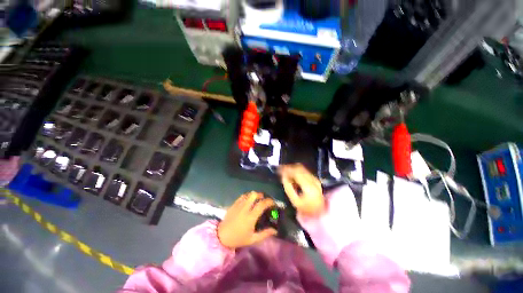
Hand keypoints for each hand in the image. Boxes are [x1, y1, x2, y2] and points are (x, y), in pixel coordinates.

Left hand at [217, 192, 276, 248]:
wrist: (221, 237)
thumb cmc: (238, 239)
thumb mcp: (252, 239)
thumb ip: (264, 234)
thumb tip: (275, 230)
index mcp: (250, 217)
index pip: (262, 204)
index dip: (269, 201)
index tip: (273, 203)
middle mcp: (245, 208)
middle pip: (254, 195)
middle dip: (261, 195)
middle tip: (264, 200)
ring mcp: (238, 205)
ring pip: (248, 194)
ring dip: (254, 195)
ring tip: (257, 200)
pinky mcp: (233, 204)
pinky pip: (242, 196)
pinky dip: (247, 196)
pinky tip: (248, 201)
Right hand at [279, 164, 324, 216]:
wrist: (320, 212)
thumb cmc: (306, 208)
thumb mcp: (295, 201)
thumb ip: (288, 188)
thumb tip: (283, 177)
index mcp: (308, 186)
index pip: (296, 172)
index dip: (287, 169)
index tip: (280, 170)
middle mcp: (313, 180)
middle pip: (299, 168)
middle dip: (289, 167)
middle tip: (281, 169)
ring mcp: (314, 179)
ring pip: (301, 168)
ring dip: (292, 168)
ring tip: (285, 171)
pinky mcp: (314, 179)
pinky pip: (304, 171)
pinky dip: (296, 171)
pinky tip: (292, 175)